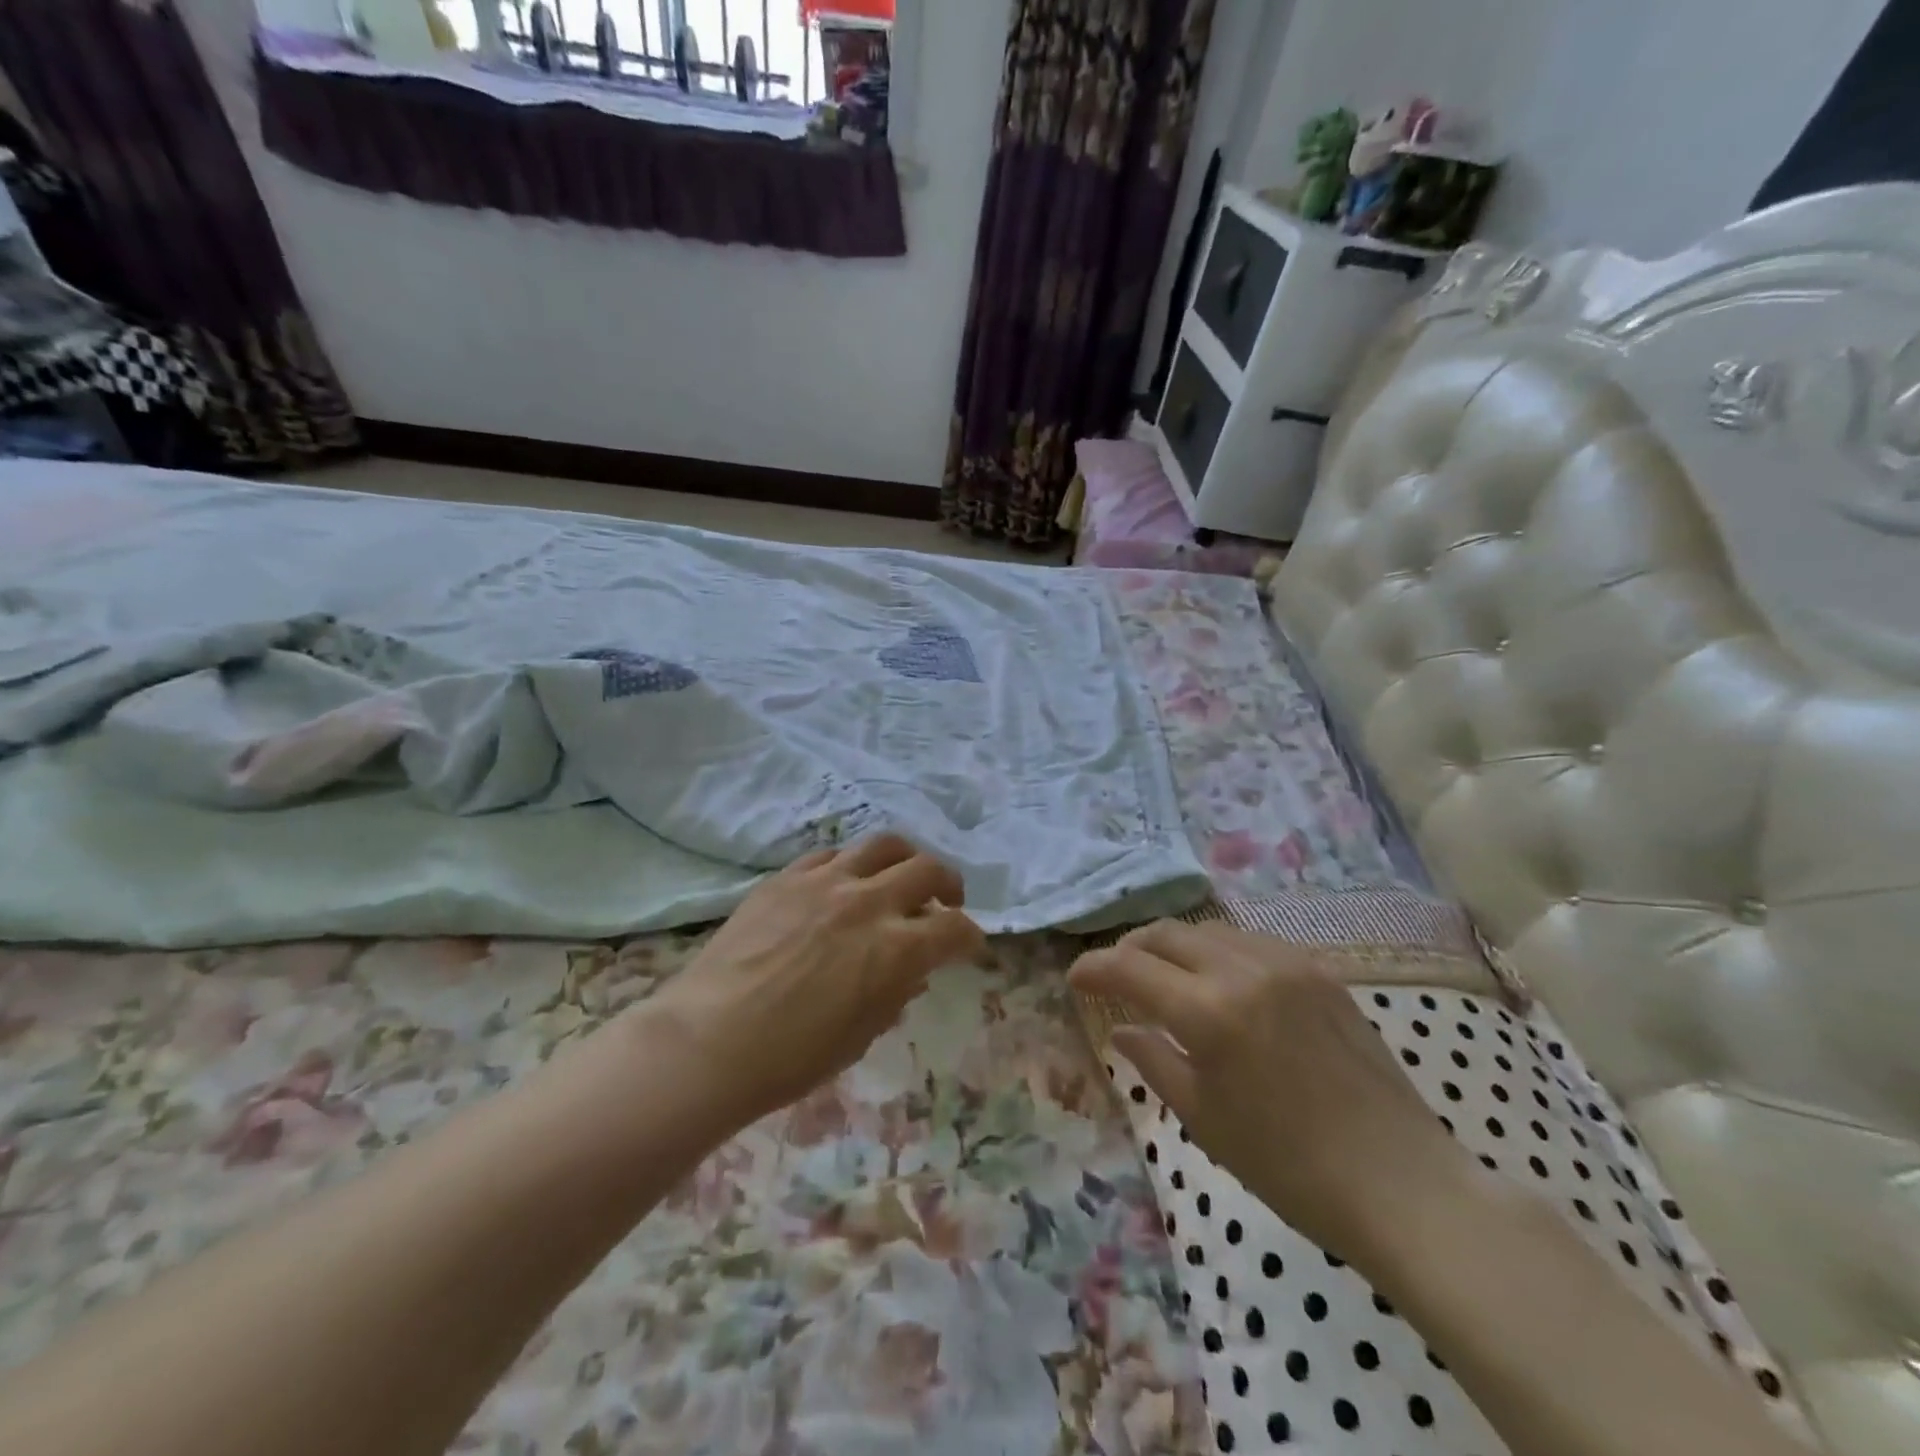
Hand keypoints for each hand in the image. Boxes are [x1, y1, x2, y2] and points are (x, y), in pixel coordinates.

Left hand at [644, 834, 984, 1130]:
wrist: (709, 1039)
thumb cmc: (792, 1057)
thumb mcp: (861, 1034)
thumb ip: (896, 994)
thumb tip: (913, 971)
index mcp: (897, 949)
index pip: (955, 928)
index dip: (970, 936)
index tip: (968, 945)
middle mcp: (870, 902)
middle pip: (928, 870)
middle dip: (949, 885)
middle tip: (945, 901)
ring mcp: (827, 881)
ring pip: (885, 844)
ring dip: (905, 859)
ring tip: (901, 876)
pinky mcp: (789, 876)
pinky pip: (833, 854)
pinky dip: (852, 866)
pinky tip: (845, 883)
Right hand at [1069, 920, 1473, 1259]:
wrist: (1401, 1184)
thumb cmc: (1289, 1166)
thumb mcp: (1204, 1119)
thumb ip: (1153, 1060)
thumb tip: (1119, 1030)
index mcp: (1209, 1012)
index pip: (1129, 968)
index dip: (1093, 968)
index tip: (1074, 979)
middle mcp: (1244, 970)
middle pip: (1166, 934)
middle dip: (1129, 949)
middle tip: (1114, 976)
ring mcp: (1288, 964)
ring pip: (1208, 929)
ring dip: (1173, 945)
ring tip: (1163, 975)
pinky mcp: (1320, 971)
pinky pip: (1251, 941)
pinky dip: (1218, 951)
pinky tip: (1218, 981)